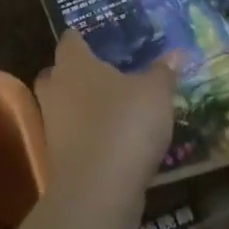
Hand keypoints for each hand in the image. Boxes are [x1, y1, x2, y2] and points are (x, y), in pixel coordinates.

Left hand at [34, 31, 176, 200]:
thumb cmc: (125, 123)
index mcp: (74, 64)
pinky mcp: (57, 159)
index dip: (80, 39)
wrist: (98, 190)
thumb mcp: (156, 93)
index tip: (93, 40)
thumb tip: (176, 54)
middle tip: (101, 76)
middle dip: (73, 74)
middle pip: (56, 73)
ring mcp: (52, 126)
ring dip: (79, 108)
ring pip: (61, 107)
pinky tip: (111, 142)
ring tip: (110, 110)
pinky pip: (70, 137)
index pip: (70, 40)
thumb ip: (163, 72)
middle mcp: (55, 89)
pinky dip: (86, 137)